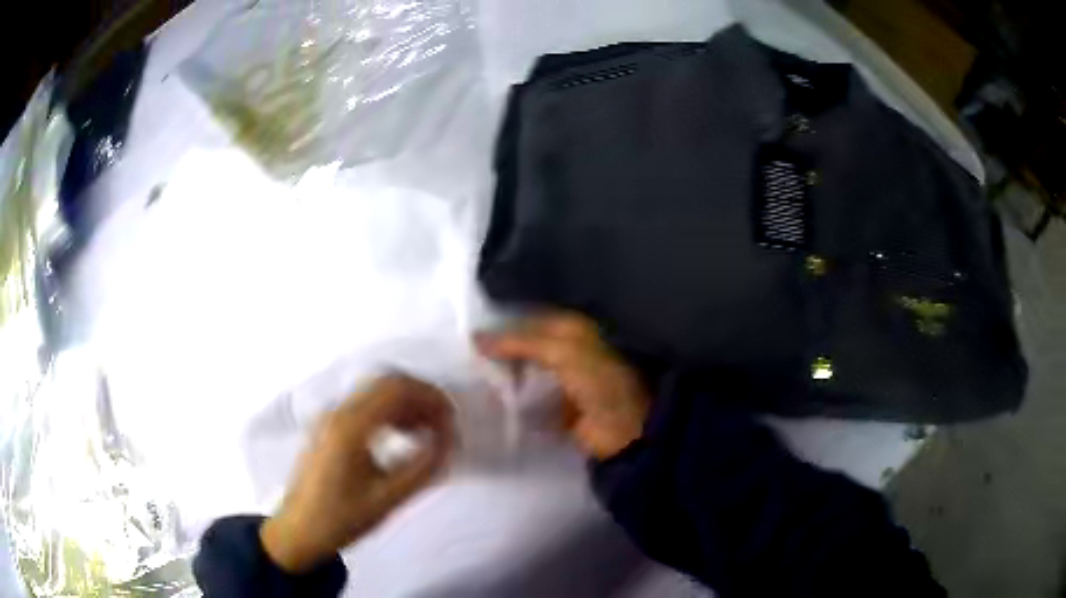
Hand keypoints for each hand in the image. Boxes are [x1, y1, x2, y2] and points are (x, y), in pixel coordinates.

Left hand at [260, 375, 454, 572]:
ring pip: (376, 392)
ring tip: (428, 432)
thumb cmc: (342, 519)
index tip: (453, 420)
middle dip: (421, 397)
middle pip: (387, 383)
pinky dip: (390, 411)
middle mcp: (338, 412)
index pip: (397, 390)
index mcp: (350, 427)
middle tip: (444, 425)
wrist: (299, 530)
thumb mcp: (387, 499)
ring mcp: (330, 417)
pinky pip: (365, 405)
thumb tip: (447, 442)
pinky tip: (402, 436)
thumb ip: (422, 468)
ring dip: (406, 404)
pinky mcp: (328, 426)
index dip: (431, 398)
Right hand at [476, 313, 649, 459]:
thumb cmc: (597, 381)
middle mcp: (567, 350)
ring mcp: (562, 381)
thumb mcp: (561, 352)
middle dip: (500, 352)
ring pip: (526, 372)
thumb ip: (519, 342)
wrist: (623, 430)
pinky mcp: (557, 408)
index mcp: (573, 329)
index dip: (503, 325)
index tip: (469, 333)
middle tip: (465, 356)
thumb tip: (476, 337)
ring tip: (470, 377)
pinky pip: (530, 399)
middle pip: (526, 347)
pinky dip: (513, 400)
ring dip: (504, 376)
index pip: (530, 320)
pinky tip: (489, 400)